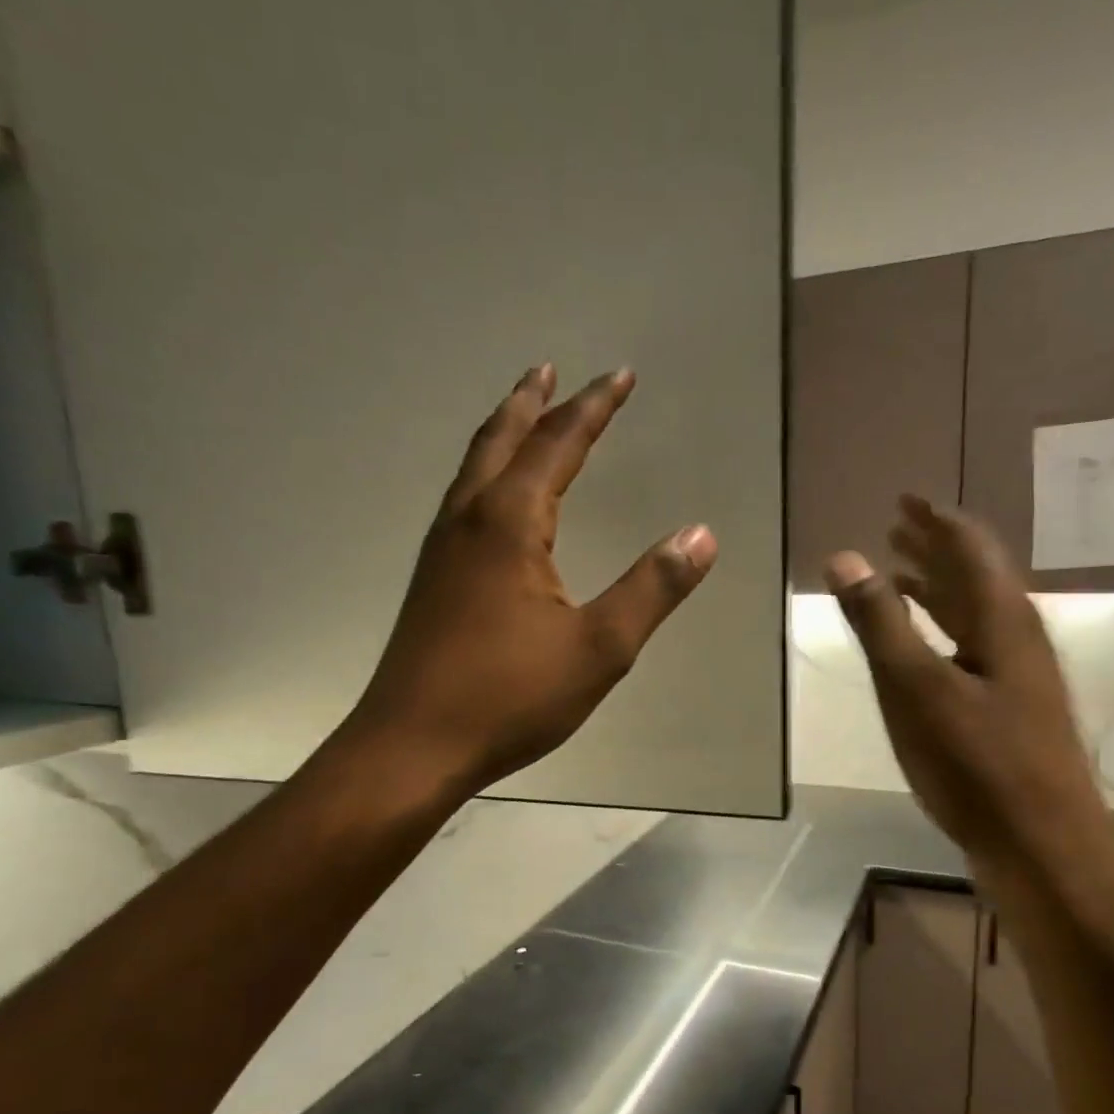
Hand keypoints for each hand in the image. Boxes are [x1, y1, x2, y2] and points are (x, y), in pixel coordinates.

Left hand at [343, 365, 716, 794]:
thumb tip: (701, 535)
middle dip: (533, 403)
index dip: (594, 407)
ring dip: (502, 433)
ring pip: (473, 469)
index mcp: (510, 524)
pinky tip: (491, 501)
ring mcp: (442, 550)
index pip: (558, 445)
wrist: (413, 745)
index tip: (621, 375)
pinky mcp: (432, 581)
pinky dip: (485, 475)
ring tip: (522, 415)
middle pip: (501, 441)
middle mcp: (468, 521)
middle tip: (551, 369)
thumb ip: (651, 589)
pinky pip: (462, 502)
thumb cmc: (509, 697)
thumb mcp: (599, 649)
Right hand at [826, 496, 1092, 858]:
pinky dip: (943, 633)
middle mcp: (1018, 639)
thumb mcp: (916, 689)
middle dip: (935, 549)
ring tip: (901, 576)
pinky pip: (973, 650)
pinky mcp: (1011, 712)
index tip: (905, 498)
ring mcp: (1019, 678)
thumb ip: (879, 623)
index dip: (936, 520)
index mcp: (1003, 620)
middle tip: (898, 527)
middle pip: (976, 577)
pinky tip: (925, 648)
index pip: (970, 548)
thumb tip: (845, 556)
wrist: (1043, 848)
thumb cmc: (978, 765)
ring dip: (938, 591)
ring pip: (975, 616)